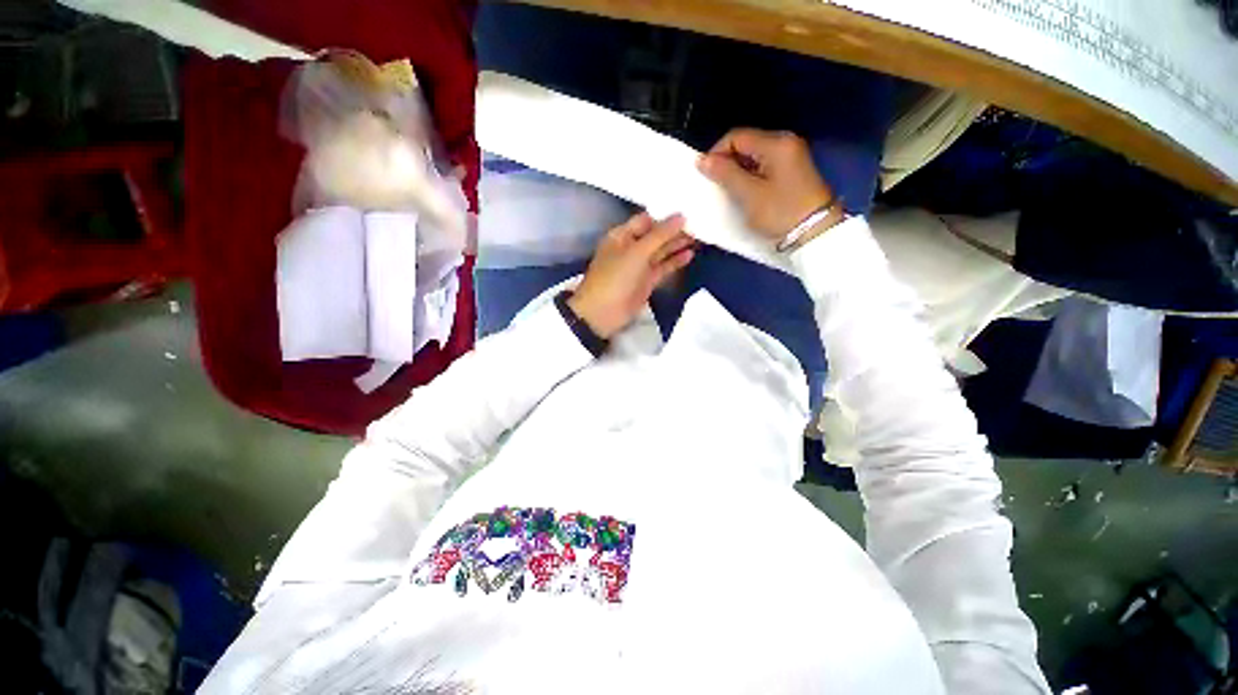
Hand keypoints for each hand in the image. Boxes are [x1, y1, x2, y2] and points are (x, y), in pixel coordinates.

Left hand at [569, 212, 694, 338]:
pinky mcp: (647, 281)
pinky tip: (690, 254)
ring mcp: (640, 265)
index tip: (688, 210)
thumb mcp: (637, 252)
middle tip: (699, 224)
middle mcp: (631, 248)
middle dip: (674, 230)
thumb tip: (681, 216)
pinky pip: (663, 267)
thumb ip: (660, 234)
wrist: (603, 313)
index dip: (665, 216)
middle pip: (656, 235)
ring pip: (661, 251)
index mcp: (622, 235)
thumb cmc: (615, 277)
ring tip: (699, 237)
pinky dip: (675, 261)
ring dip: (677, 245)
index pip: (646, 220)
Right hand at [697, 128, 833, 241]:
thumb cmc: (780, 212)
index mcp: (776, 143)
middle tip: (716, 186)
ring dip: (737, 171)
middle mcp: (785, 142)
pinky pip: (763, 167)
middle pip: (745, 144)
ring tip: (728, 192)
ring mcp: (790, 157)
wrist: (816, 232)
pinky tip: (745, 193)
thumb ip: (725, 174)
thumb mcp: (749, 194)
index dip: (716, 153)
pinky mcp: (792, 171)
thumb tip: (702, 160)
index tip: (706, 176)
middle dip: (727, 163)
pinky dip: (750, 177)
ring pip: (753, 157)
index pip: (736, 136)